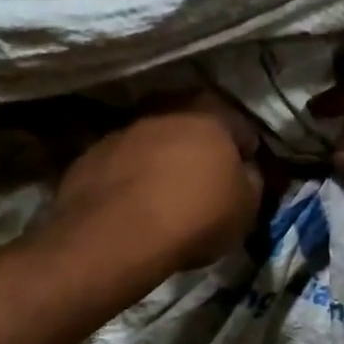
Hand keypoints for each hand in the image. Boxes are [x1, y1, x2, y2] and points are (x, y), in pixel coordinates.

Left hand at [48, 92, 265, 271]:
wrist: (117, 235)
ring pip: (155, 140)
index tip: (245, 180)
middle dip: (201, 150)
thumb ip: (252, 180)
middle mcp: (166, 108)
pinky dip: (131, 176)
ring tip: (166, 195)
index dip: (247, 155)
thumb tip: (245, 171)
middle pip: (194, 126)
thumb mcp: (247, 207)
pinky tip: (134, 204)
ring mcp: (124, 129)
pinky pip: (123, 162)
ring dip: (162, 160)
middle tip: (206, 183)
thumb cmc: (195, 216)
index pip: (243, 128)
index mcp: (211, 113)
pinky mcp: (91, 153)